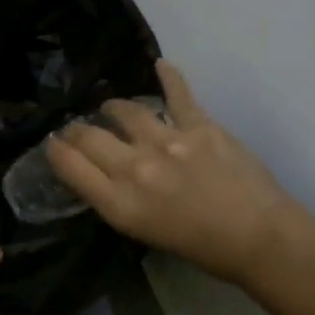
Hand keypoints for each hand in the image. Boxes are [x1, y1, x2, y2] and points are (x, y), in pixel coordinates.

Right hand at [45, 60, 314, 288]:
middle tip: (77, 128)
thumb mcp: (143, 233)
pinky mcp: (199, 125)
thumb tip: (102, 172)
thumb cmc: (202, 248)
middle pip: (88, 135)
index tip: (54, 144)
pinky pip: (177, 93)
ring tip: (113, 108)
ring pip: (124, 110)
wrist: (260, 239)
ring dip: (113, 108)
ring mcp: (167, 142)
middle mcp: (135, 168)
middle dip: (75, 129)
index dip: (55, 150)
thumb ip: (116, 199)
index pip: (69, 165)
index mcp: (119, 203)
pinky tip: (160, 65)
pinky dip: (168, 76)